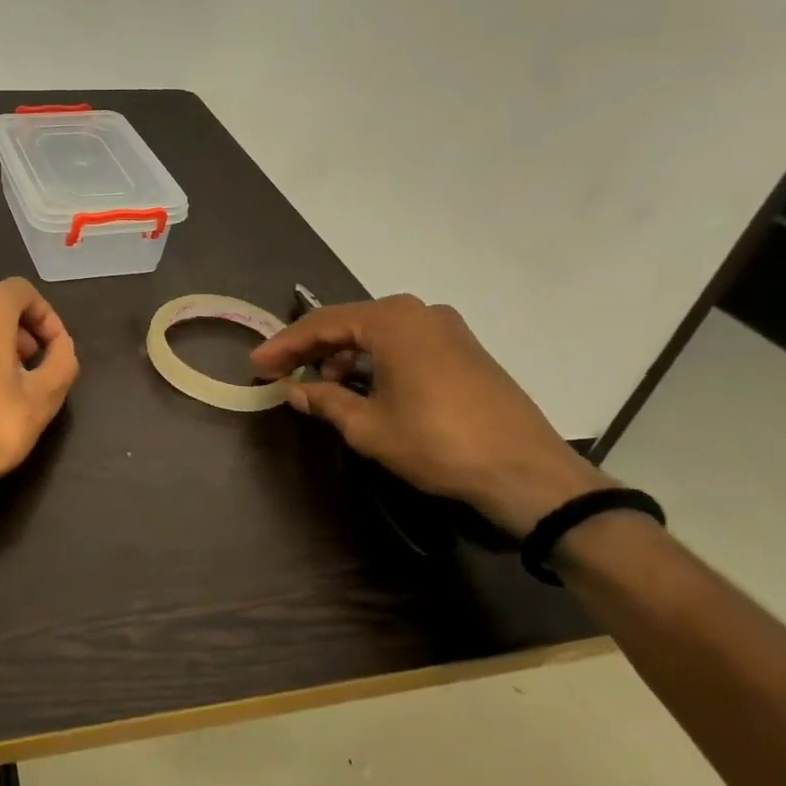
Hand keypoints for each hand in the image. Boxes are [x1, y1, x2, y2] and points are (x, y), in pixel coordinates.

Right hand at [250, 294, 609, 536]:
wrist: (528, 473)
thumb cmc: (438, 443)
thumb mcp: (369, 426)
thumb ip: (325, 401)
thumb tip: (296, 391)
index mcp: (393, 320)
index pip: (322, 324)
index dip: (284, 346)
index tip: (256, 365)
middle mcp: (420, 312)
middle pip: (350, 324)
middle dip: (313, 350)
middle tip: (282, 373)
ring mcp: (448, 329)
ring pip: (378, 335)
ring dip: (345, 357)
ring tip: (322, 387)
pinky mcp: (465, 351)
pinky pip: (405, 345)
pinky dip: (376, 362)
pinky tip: (364, 388)